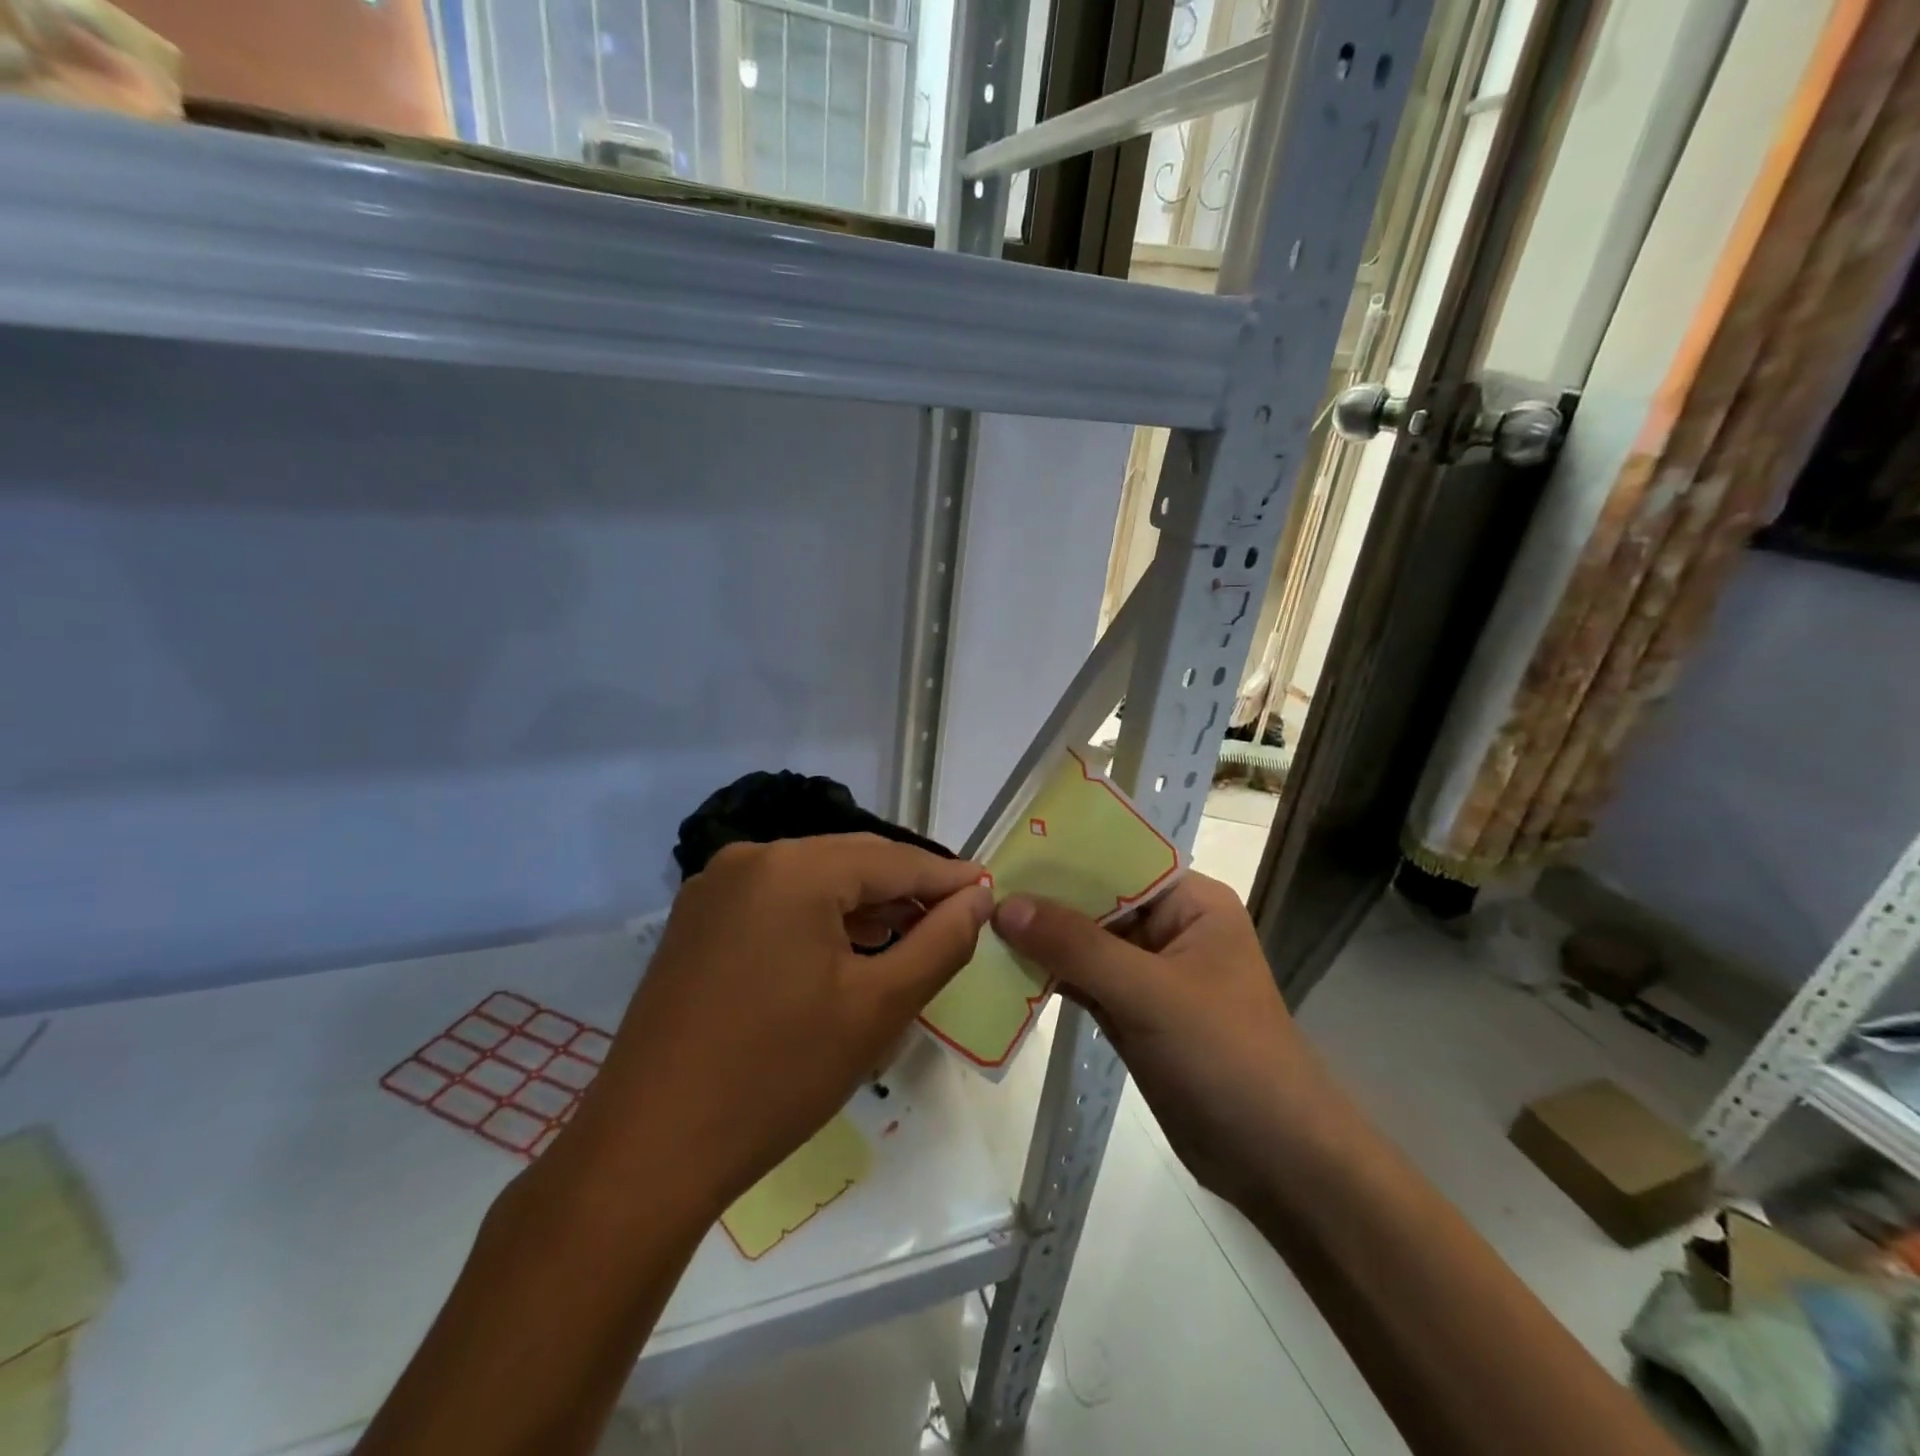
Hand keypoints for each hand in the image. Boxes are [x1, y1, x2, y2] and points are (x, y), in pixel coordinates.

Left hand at [562, 834, 992, 1221]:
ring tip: (910, 934)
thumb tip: (978, 897)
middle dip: (905, 889)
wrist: (650, 1150)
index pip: (892, 860)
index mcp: (793, 869)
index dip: (946, 877)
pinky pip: (776, 902)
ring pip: (812, 881)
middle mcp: (749, 860)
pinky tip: (846, 949)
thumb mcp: (878, 1008)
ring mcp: (715, 889)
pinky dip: (818, 919)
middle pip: (850, 862)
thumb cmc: (777, 1076)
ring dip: (863, 905)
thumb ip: (940, 942)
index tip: (988, 891)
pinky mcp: (696, 922)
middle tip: (956, 917)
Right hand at [992, 872, 1321, 1207]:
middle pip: (1097, 902)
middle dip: (1045, 900)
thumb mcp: (1149, 992)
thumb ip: (1076, 946)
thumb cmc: (1225, 1055)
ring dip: (1041, 941)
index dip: (1064, 855)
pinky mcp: (1135, 1015)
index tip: (1006, 851)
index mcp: (1191, 903)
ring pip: (1085, 944)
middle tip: (979, 891)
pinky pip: (1084, 983)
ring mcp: (1150, 975)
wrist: (1277, 1161)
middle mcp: (1170, 929)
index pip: (1119, 861)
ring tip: (979, 925)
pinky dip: (1049, 978)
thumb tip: (1005, 905)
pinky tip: (1003, 970)